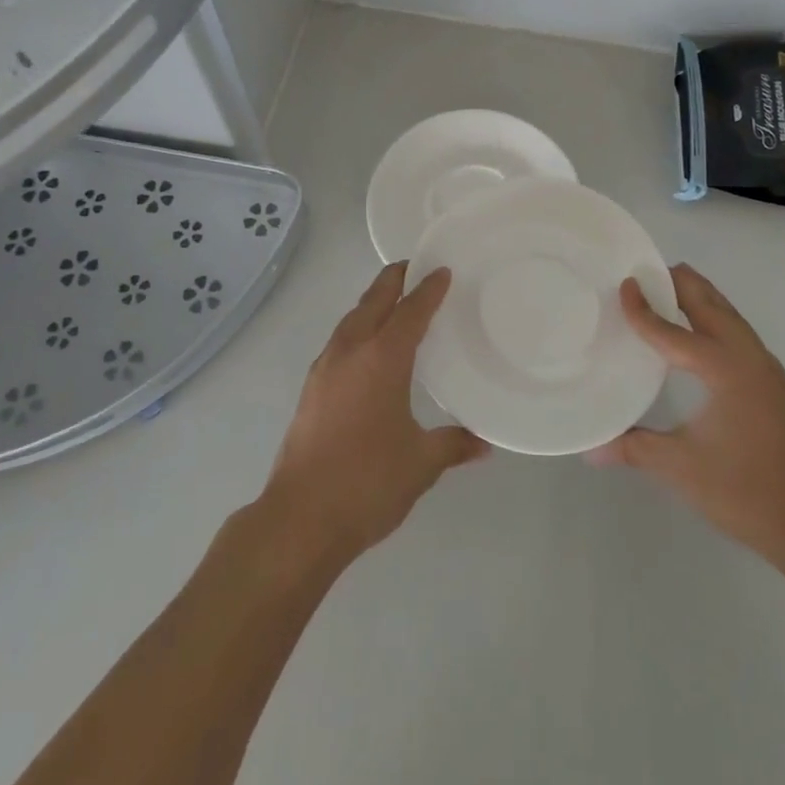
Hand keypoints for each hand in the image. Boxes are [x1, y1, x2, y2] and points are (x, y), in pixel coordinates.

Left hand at [262, 263, 488, 564]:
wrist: (300, 517)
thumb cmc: (368, 482)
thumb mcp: (420, 463)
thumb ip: (453, 445)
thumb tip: (483, 444)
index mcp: (382, 358)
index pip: (410, 311)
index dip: (428, 289)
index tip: (443, 271)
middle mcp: (350, 351)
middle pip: (373, 301)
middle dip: (394, 280)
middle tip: (415, 268)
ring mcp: (325, 368)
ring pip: (352, 319)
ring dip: (373, 303)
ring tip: (393, 302)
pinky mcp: (311, 388)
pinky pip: (340, 340)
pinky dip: (358, 328)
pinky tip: (368, 348)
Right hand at [590, 263, 784, 571]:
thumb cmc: (742, 491)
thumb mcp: (680, 467)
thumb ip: (633, 448)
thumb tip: (590, 449)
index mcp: (726, 369)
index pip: (675, 331)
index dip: (644, 310)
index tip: (623, 285)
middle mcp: (749, 357)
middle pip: (711, 304)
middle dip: (679, 283)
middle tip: (644, 270)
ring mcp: (767, 368)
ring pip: (729, 315)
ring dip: (699, 297)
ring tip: (667, 288)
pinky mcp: (773, 382)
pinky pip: (738, 332)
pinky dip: (714, 317)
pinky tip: (696, 333)